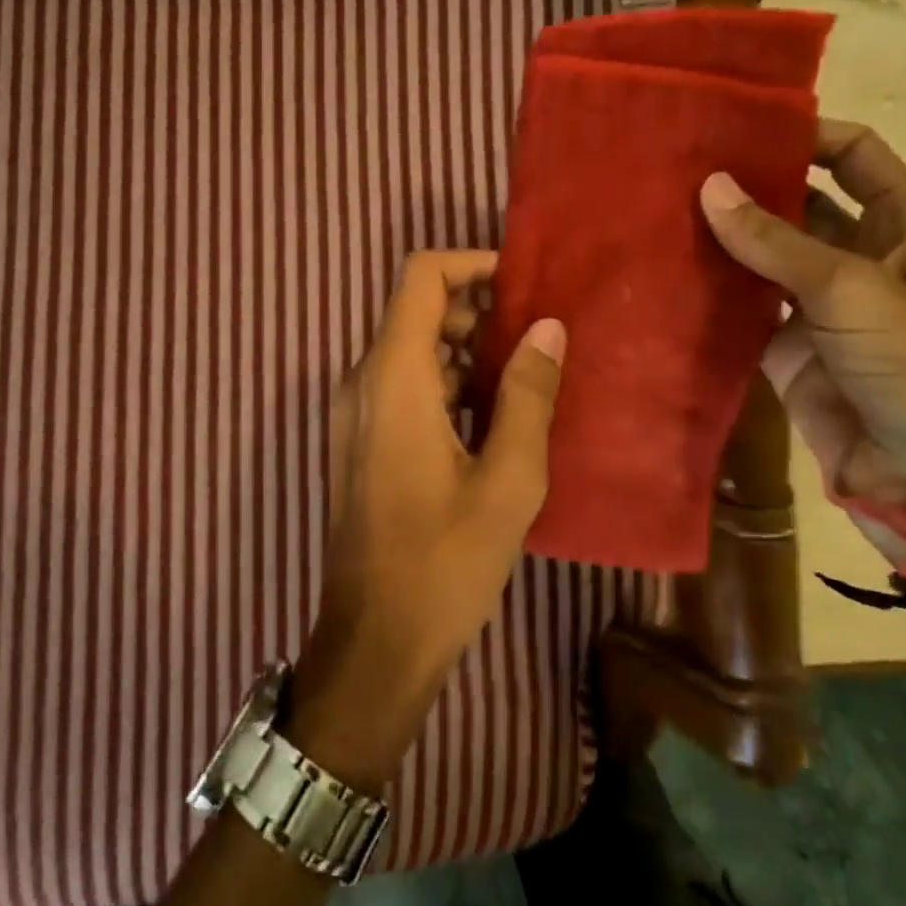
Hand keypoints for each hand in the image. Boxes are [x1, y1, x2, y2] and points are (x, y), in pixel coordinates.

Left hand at [289, 252, 565, 789]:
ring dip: (464, 349)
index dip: (471, 265)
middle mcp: (363, 379)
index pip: (421, 277)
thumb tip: (548, 327)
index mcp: (393, 376)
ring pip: (411, 348)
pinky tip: (492, 416)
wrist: (374, 641)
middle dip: (477, 311)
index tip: (522, 285)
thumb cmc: (444, 562)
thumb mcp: (507, 479)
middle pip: (417, 310)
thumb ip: (526, 394)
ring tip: (525, 377)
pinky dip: (445, 381)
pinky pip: (403, 384)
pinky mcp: (361, 438)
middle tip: (536, 337)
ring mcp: (357, 410)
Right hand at [699, 119, 905, 577]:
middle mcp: (860, 261)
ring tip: (654, 214)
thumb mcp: (856, 292)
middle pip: (798, 206)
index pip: (855, 157)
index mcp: (903, 229)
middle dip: (747, 187)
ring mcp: (821, 312)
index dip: (806, 133)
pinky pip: (741, 316)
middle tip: (674, 168)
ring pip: (761, 262)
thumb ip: (777, 241)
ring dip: (719, 243)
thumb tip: (709, 185)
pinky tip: (661, 279)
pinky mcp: (788, 356)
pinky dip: (708, 300)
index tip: (736, 123)